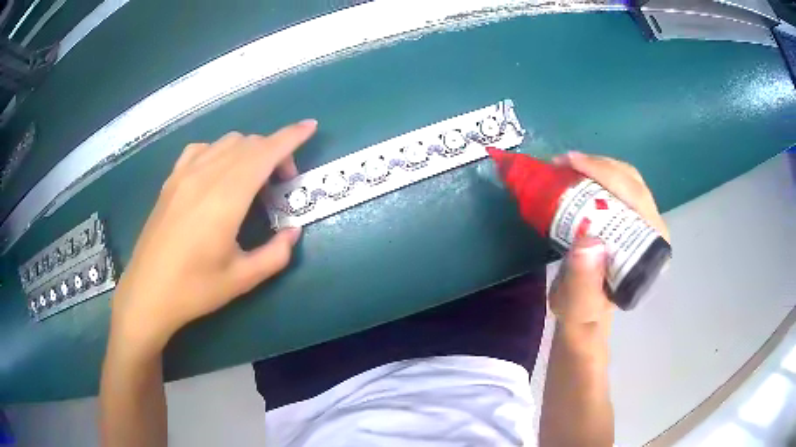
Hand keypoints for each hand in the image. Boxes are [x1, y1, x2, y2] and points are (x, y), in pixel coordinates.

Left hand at [110, 120, 316, 351]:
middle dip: (274, 153)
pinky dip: (219, 152)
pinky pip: (201, 149)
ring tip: (251, 181)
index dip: (290, 137)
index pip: (264, 153)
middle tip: (280, 185)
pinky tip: (218, 174)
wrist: (147, 293)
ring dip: (248, 152)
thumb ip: (275, 254)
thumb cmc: (194, 289)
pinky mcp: (170, 180)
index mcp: (225, 198)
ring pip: (226, 142)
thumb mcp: (242, 279)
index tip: (310, 127)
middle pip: (249, 144)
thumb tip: (293, 232)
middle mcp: (205, 176)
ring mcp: (184, 174)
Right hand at [548, 151, 668, 325]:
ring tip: (566, 166)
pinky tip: (576, 174)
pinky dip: (596, 174)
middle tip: (563, 162)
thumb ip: (583, 281)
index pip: (635, 198)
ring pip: (627, 180)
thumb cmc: (582, 310)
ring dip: (597, 166)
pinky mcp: (631, 220)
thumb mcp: (578, 303)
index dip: (606, 174)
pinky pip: (618, 186)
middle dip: (599, 165)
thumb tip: (588, 240)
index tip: (572, 164)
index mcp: (649, 250)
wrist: (584, 313)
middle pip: (632, 182)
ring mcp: (643, 224)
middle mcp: (652, 232)